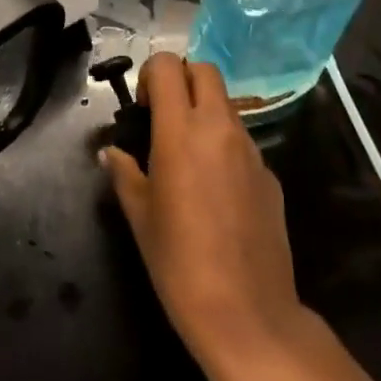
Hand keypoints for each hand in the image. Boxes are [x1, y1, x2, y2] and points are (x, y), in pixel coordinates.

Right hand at [102, 52, 305, 373]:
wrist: (248, 314)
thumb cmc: (179, 263)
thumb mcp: (139, 217)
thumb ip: (124, 173)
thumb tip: (110, 153)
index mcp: (181, 131)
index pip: (168, 65)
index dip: (151, 75)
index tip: (142, 108)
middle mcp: (219, 128)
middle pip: (204, 70)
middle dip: (182, 80)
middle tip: (165, 118)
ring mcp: (251, 149)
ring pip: (226, 103)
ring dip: (205, 111)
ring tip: (188, 156)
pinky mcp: (270, 174)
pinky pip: (243, 140)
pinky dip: (225, 145)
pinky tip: (216, 190)